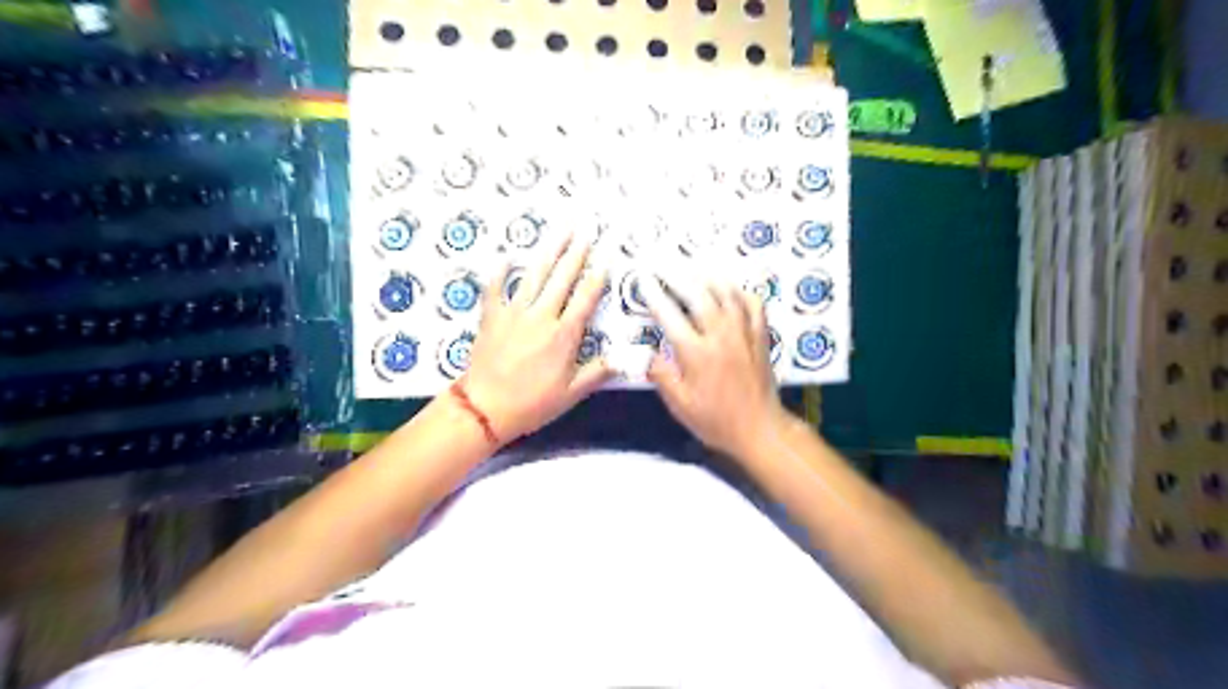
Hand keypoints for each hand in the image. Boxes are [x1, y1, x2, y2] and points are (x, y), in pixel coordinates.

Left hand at [461, 233, 614, 440]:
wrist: (485, 409)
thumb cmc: (532, 404)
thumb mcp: (572, 393)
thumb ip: (599, 371)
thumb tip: (627, 357)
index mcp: (564, 335)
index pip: (585, 297)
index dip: (598, 274)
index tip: (607, 253)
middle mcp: (541, 316)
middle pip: (562, 278)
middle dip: (577, 251)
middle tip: (587, 228)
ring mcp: (514, 313)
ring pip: (535, 275)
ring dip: (549, 250)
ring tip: (561, 229)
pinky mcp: (492, 317)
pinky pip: (495, 288)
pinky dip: (500, 271)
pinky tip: (507, 256)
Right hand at [637, 273, 790, 456]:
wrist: (760, 429)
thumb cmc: (715, 420)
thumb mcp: (679, 404)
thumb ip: (660, 374)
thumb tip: (644, 353)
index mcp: (696, 353)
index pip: (669, 315)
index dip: (654, 295)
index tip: (643, 280)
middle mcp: (720, 335)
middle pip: (697, 294)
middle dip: (677, 275)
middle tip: (662, 263)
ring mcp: (744, 332)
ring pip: (726, 292)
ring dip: (707, 275)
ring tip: (692, 266)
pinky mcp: (760, 335)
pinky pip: (753, 303)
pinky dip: (740, 291)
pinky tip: (731, 288)